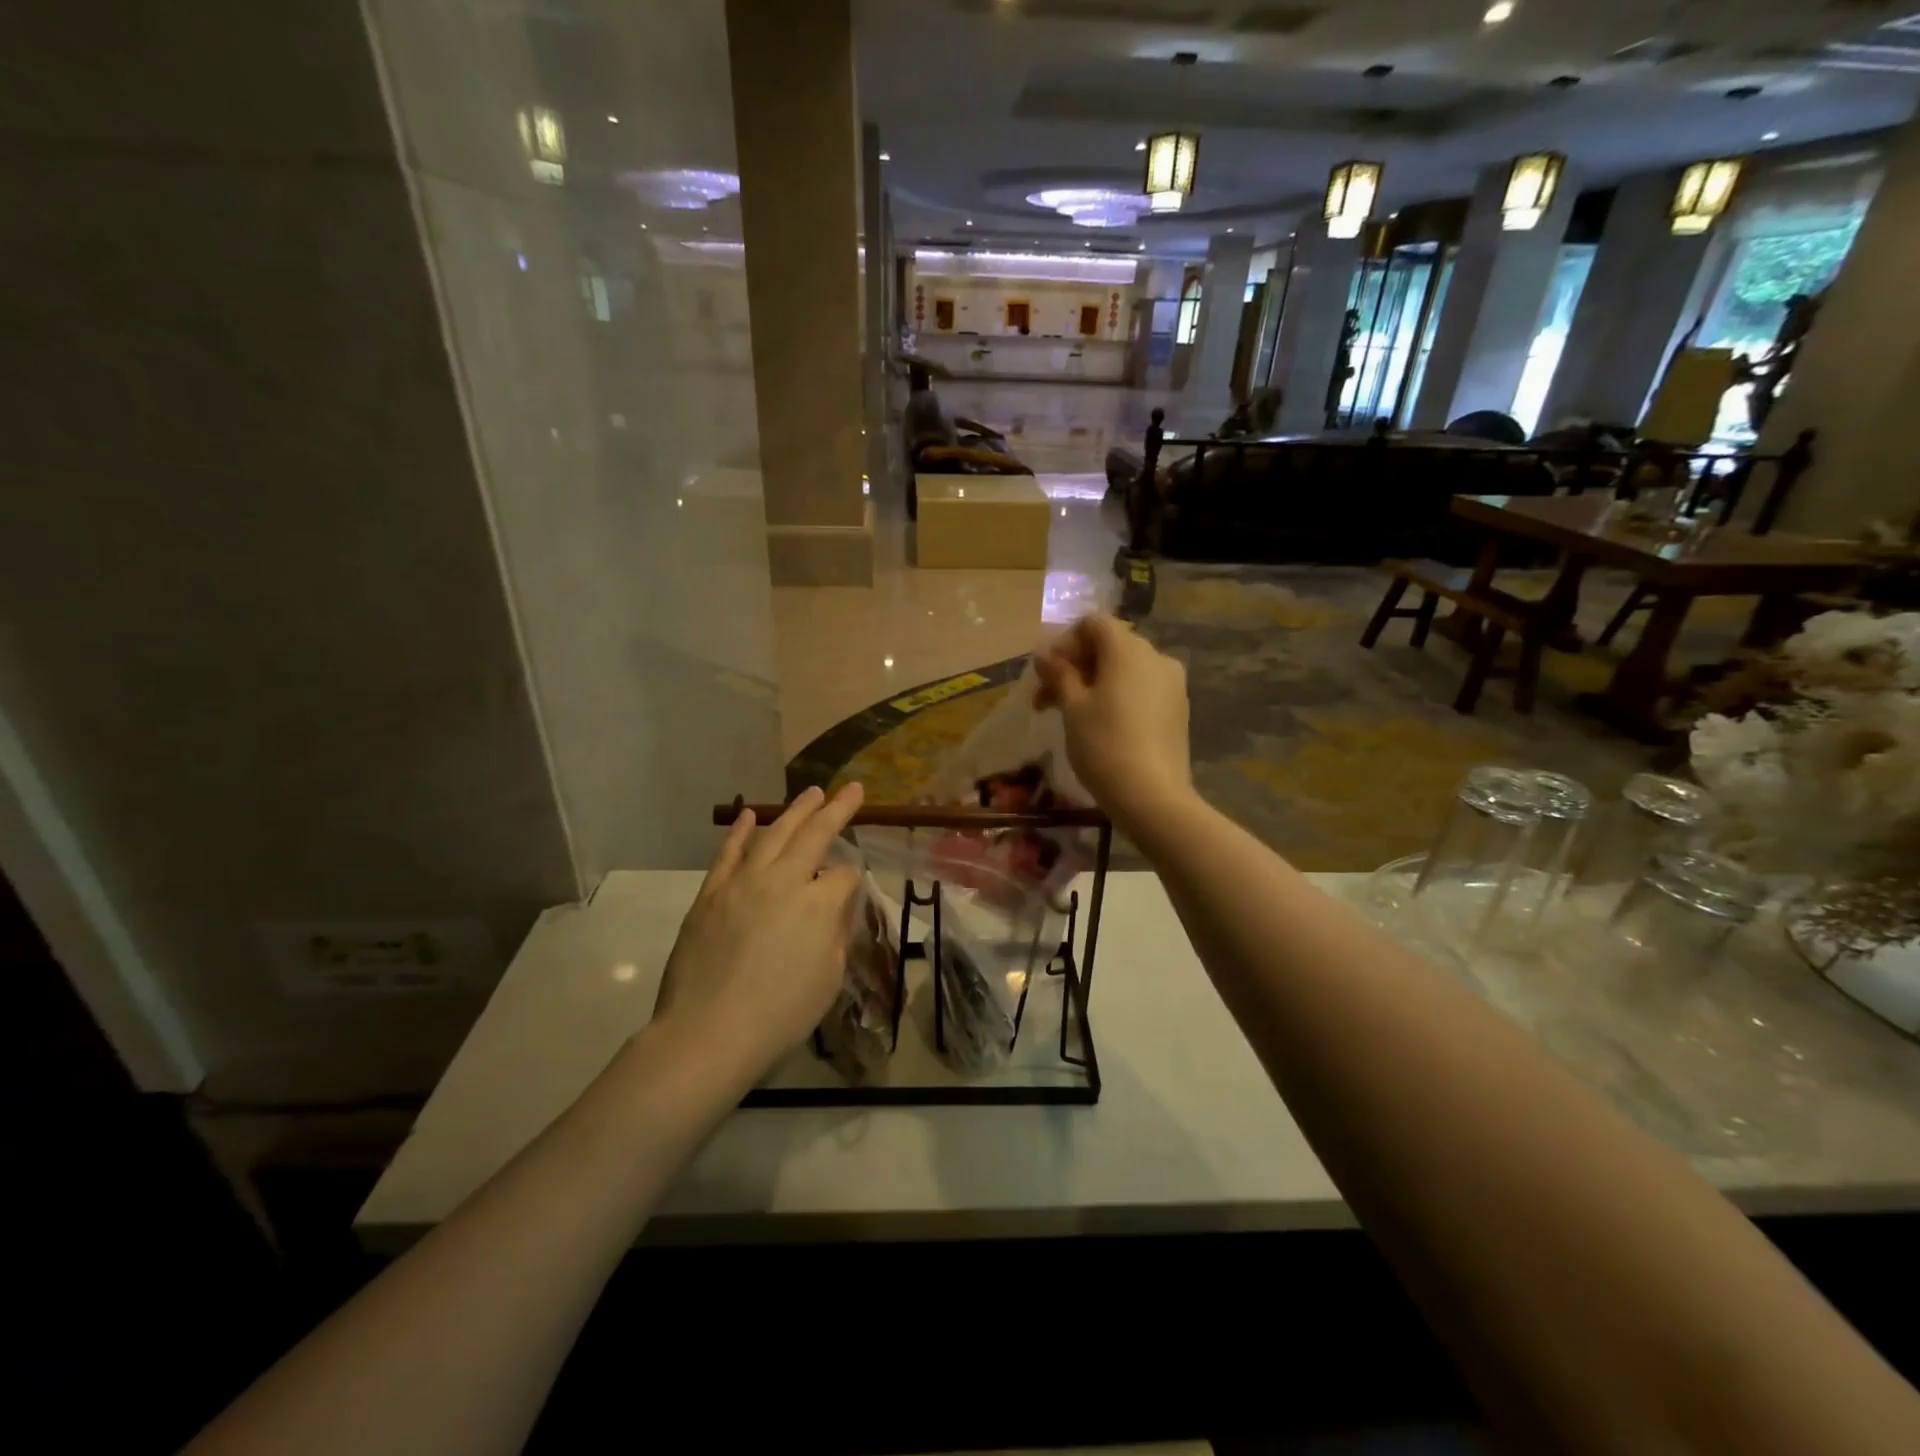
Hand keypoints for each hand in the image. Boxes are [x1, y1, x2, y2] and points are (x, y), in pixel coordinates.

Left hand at [653, 784, 864, 1089]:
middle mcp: (783, 881)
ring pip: (774, 834)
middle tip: (851, 789)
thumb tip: (835, 904)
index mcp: (818, 905)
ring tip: (812, 792)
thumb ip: (835, 933)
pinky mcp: (711, 893)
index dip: (852, 878)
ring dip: (796, 811)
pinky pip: (729, 853)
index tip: (851, 887)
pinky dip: (741, 831)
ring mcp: (743, 883)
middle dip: (836, 810)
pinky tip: (750, 815)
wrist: (708, 1033)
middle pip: (815, 835)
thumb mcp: (828, 979)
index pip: (843, 875)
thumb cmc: (780, 1016)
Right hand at [1033, 614, 1191, 832]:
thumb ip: (1059, 674)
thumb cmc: (1104, 745)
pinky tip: (1102, 726)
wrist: (1153, 797)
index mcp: (1128, 649)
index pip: (1093, 623)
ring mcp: (1172, 684)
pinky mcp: (1178, 709)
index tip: (1046, 674)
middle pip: (1109, 646)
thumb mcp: (1072, 708)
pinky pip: (1142, 689)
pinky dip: (1117, 696)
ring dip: (1094, 683)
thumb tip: (1044, 654)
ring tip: (1070, 715)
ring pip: (1125, 670)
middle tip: (1047, 699)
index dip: (1065, 642)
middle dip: (1075, 666)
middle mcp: (1156, 656)